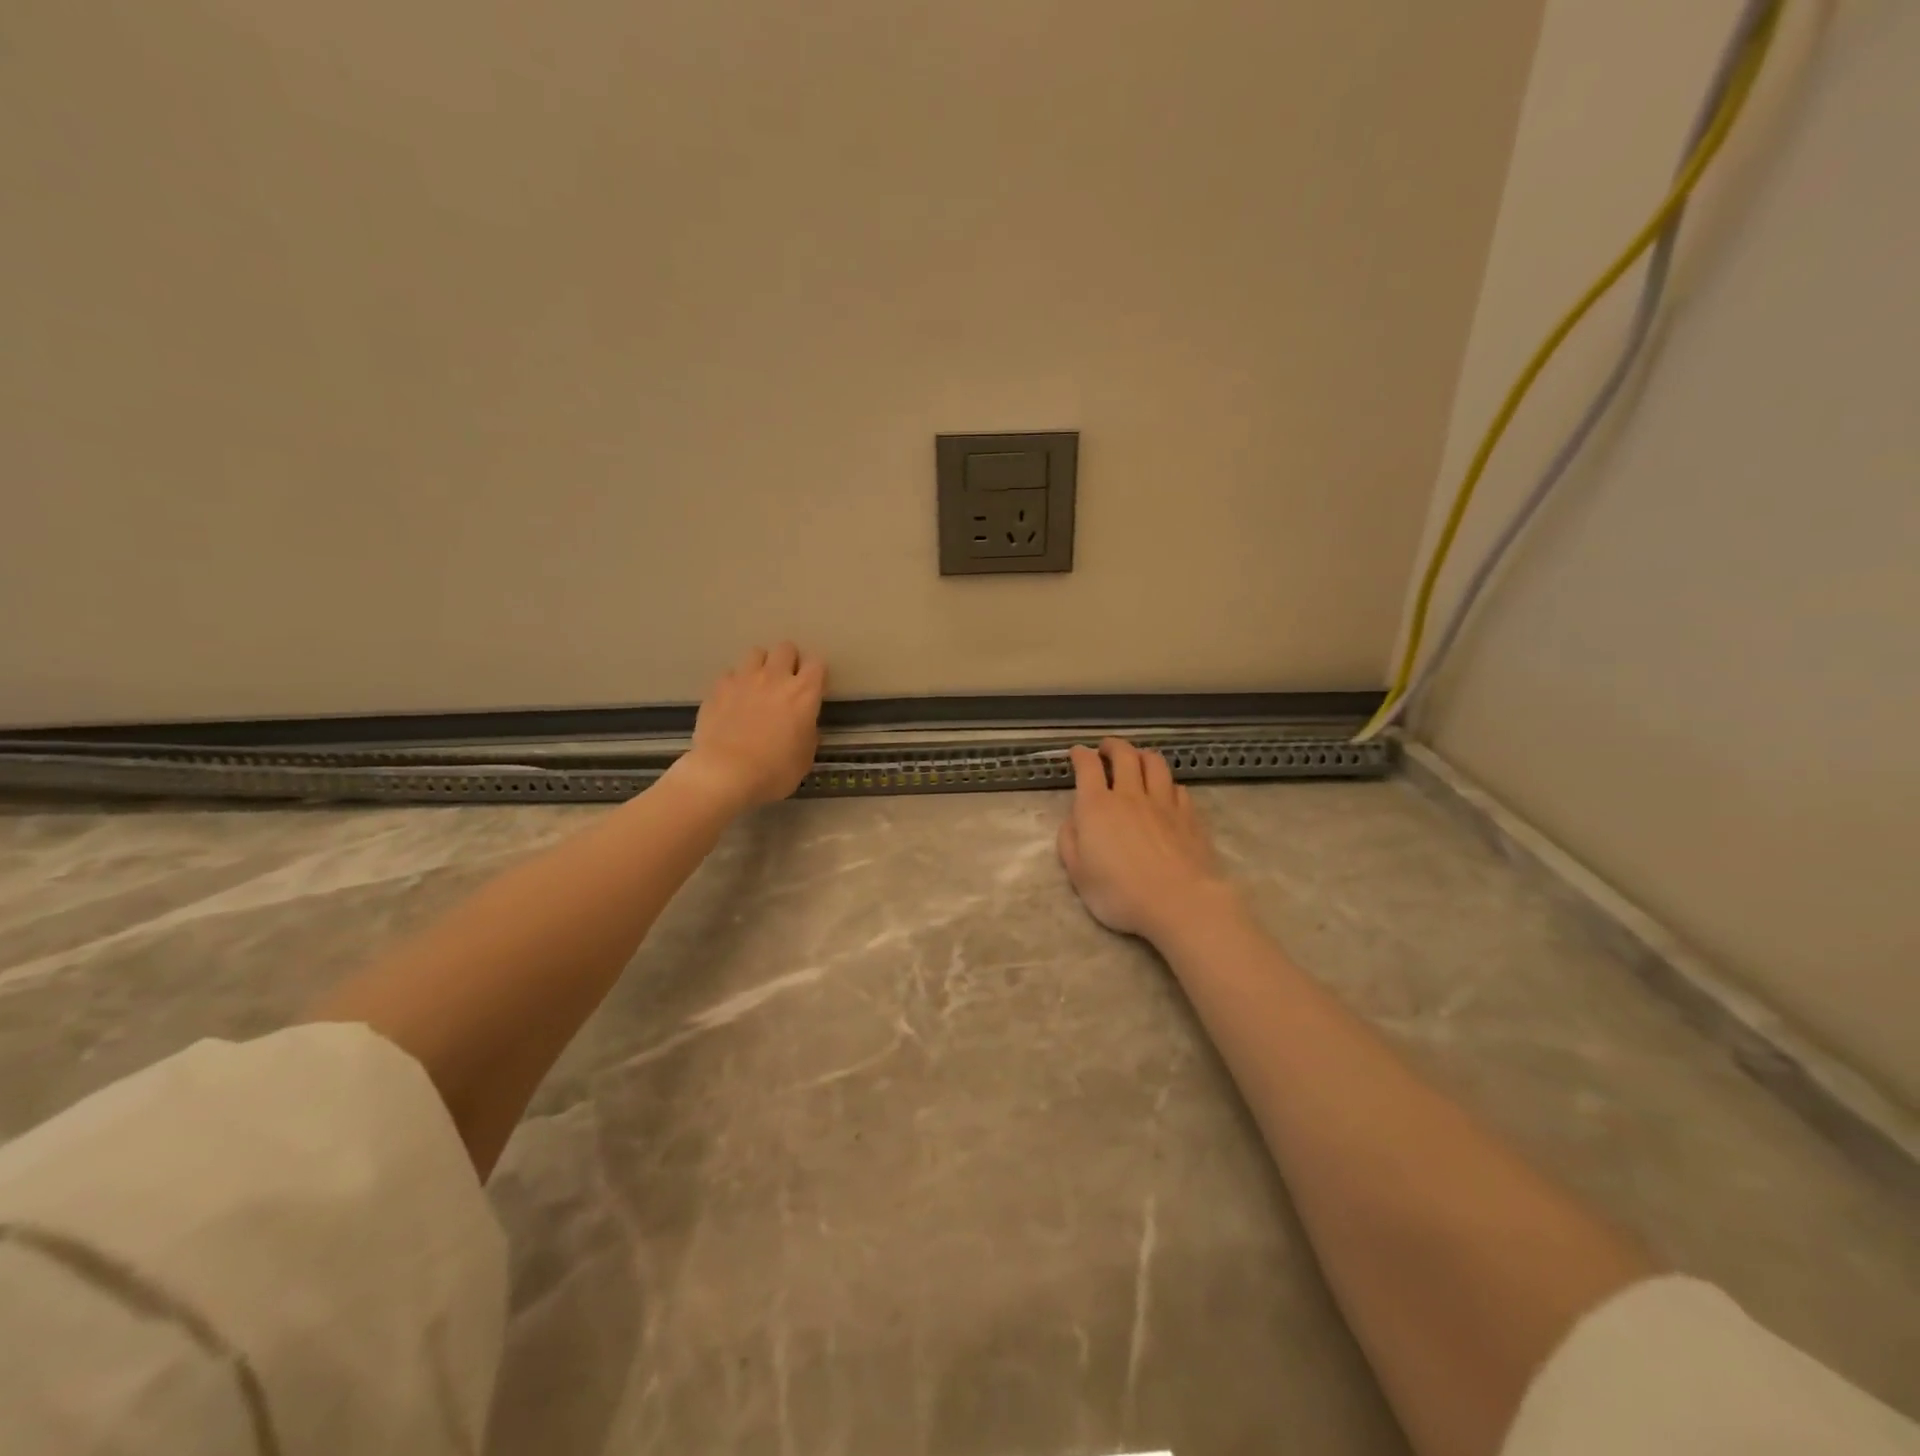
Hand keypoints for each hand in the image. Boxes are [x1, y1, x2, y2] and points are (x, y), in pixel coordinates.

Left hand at [682, 642, 826, 809]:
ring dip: (761, 666)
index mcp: (804, 693)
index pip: (817, 663)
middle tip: (785, 683)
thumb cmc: (774, 770)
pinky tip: (733, 700)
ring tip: (758, 686)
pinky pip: (730, 674)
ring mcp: (744, 679)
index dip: (815, 673)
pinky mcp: (718, 688)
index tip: (813, 687)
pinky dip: (734, 683)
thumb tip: (804, 725)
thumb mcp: (805, 757)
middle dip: (788, 661)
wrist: (726, 773)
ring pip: (756, 653)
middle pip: (786, 648)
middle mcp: (775, 677)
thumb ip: (807, 733)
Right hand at [1058, 739, 1237, 942]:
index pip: (1087, 766)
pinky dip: (1168, 783)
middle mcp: (1130, 795)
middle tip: (1106, 748)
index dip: (1080, 754)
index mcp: (1097, 807)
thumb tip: (1073, 821)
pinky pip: (1178, 787)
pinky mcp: (1189, 816)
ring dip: (1143, 755)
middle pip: (1124, 755)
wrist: (1179, 902)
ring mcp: (1163, 803)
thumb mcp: (1078, 874)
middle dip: (1113, 746)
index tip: (1077, 753)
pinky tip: (1167, 791)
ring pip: (1155, 763)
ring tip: (1137, 759)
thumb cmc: (1120, 893)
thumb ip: (1070, 842)